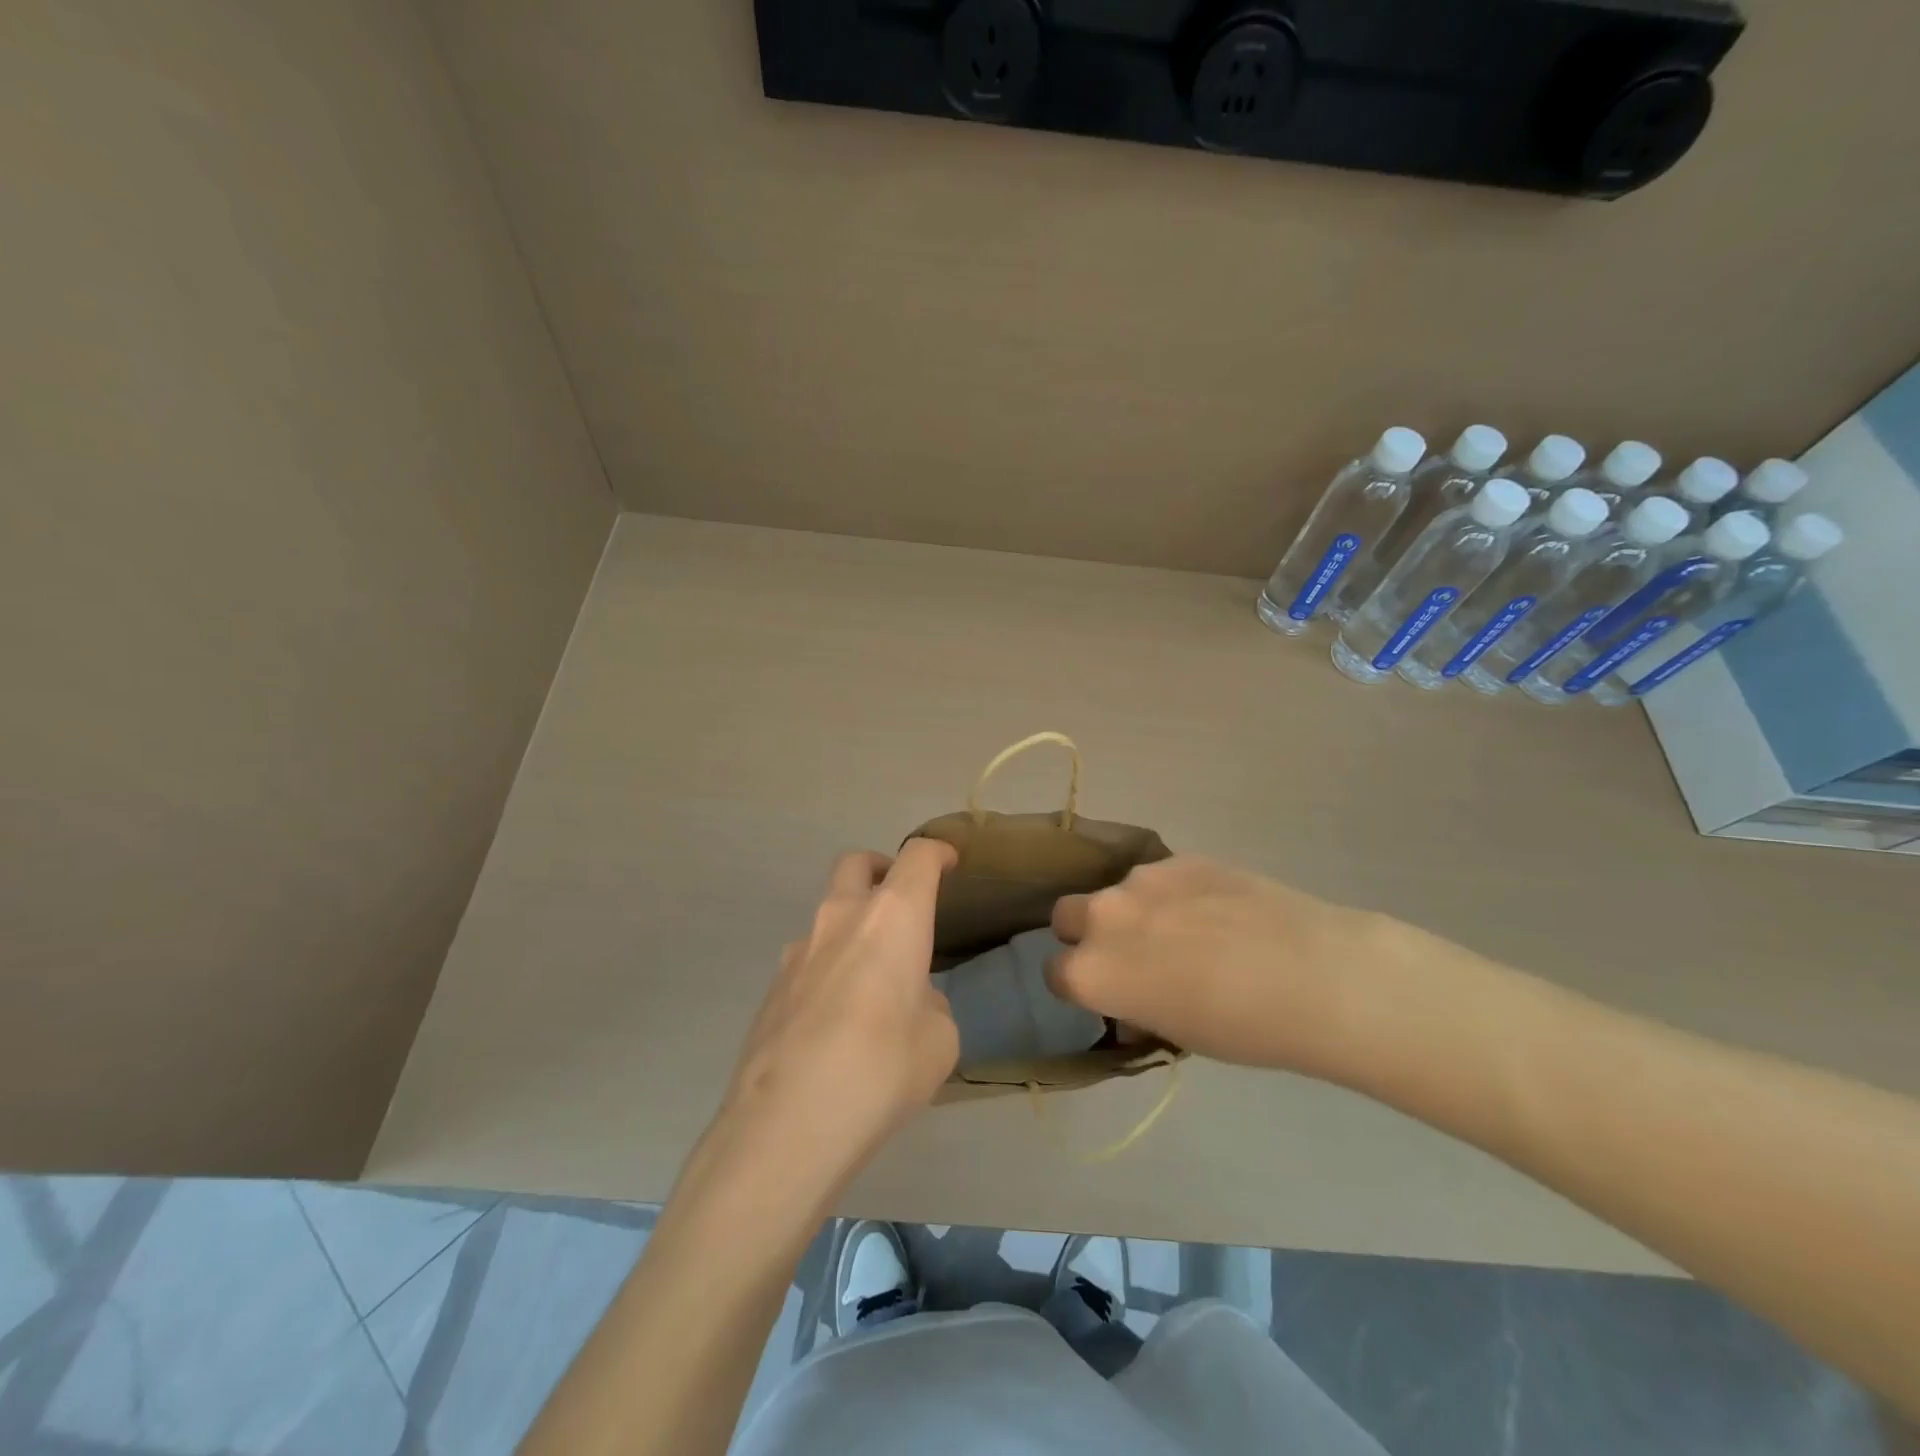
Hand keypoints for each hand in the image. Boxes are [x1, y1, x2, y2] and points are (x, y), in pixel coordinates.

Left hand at [712, 839, 958, 1194]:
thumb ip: (930, 1006)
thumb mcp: (939, 1041)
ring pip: (828, 913)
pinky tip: (837, 1018)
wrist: (786, 1123)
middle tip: (900, 898)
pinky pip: (808, 958)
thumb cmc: (882, 1070)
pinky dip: (829, 967)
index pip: (918, 858)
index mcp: (893, 917)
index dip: (936, 852)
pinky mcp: (772, 987)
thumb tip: (911, 1003)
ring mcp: (799, 950)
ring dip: (852, 926)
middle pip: (857, 863)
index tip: (948, 861)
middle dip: (881, 869)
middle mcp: (842, 918)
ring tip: (872, 977)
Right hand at [1047, 856, 1393, 1076]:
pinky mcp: (1180, 858)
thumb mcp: (1175, 1034)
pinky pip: (1161, 877)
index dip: (1080, 984)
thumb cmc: (1241, 1028)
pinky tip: (1219, 912)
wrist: (1312, 975)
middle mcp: (1103, 917)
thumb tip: (1134, 1002)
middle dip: (1088, 933)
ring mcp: (1141, 880)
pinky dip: (1175, 894)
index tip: (1108, 992)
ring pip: (1119, 892)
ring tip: (1191, 931)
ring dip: (1137, 910)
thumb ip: (1135, 1009)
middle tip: (1133, 954)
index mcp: (1091, 971)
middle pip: (1067, 916)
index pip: (1056, 973)